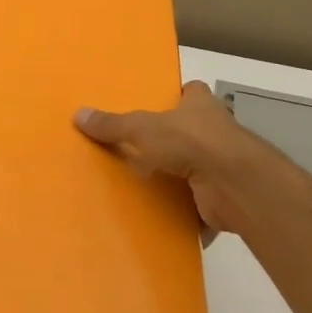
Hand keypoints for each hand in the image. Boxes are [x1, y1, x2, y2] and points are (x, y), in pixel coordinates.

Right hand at [75, 80, 291, 236]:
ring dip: (181, 179)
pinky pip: (201, 205)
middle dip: (175, 140)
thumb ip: (113, 125)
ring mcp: (223, 165)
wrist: (234, 184)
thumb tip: (78, 114)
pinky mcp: (224, 197)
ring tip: (146, 187)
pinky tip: (165, 220)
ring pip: (198, 169)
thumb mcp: (143, 129)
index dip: (179, 95)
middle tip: (141, 150)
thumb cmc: (191, 142)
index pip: (193, 92)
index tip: (160, 104)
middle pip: (194, 131)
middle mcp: (217, 132)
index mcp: (201, 106)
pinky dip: (188, 214)